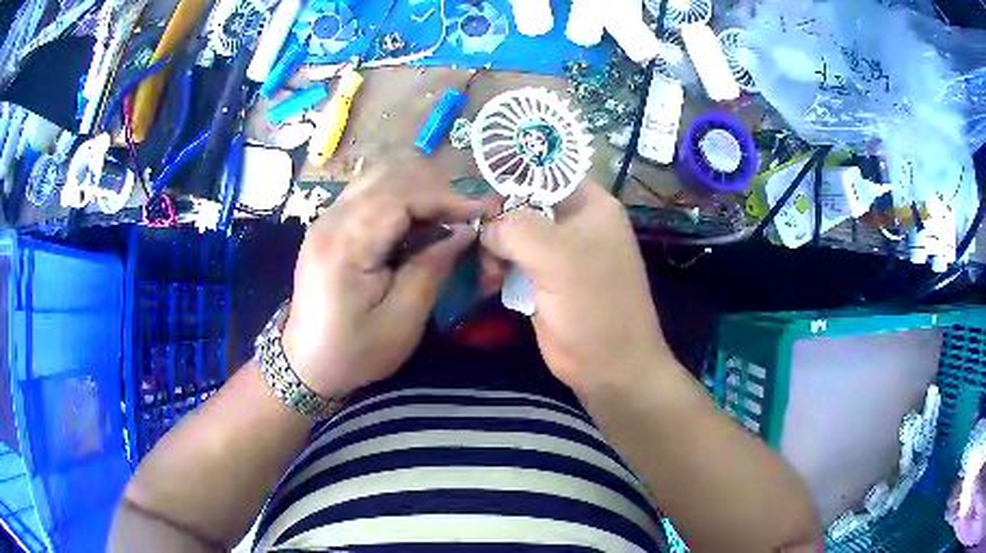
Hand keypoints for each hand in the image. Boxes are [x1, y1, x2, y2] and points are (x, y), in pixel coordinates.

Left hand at [281, 167, 487, 396]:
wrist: (306, 363)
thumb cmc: (355, 351)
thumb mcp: (402, 321)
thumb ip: (433, 268)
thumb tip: (464, 231)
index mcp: (346, 245)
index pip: (400, 196)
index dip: (443, 199)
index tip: (478, 215)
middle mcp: (330, 220)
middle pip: (387, 177)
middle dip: (431, 191)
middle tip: (460, 219)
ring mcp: (325, 219)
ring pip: (376, 179)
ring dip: (414, 193)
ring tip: (440, 221)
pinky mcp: (327, 226)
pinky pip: (367, 195)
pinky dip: (396, 201)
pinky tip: (412, 226)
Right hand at [480, 181, 667, 393]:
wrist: (609, 367)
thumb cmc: (595, 307)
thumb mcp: (558, 257)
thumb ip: (517, 227)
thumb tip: (486, 225)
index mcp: (590, 205)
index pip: (545, 172)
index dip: (512, 175)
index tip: (481, 191)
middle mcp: (574, 223)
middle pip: (523, 202)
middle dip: (498, 218)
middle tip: (484, 243)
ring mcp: (558, 253)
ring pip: (513, 232)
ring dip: (494, 247)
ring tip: (490, 271)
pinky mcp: (544, 279)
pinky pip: (512, 260)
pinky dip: (497, 267)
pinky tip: (490, 282)